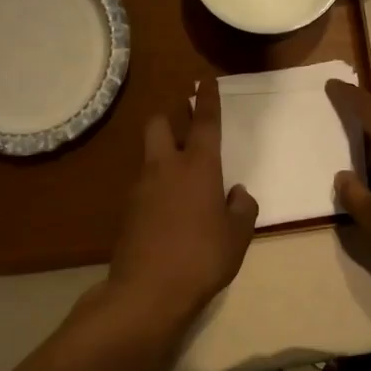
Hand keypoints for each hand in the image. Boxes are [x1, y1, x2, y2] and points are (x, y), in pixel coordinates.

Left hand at [106, 79, 259, 331]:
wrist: (148, 291)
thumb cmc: (202, 258)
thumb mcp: (238, 236)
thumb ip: (242, 208)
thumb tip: (236, 192)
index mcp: (197, 167)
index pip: (204, 122)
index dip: (207, 98)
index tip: (205, 79)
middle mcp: (165, 168)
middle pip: (159, 124)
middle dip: (171, 117)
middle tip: (186, 125)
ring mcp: (142, 188)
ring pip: (150, 155)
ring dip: (165, 154)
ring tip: (186, 177)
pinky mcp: (128, 210)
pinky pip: (146, 184)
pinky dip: (159, 185)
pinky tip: (173, 209)